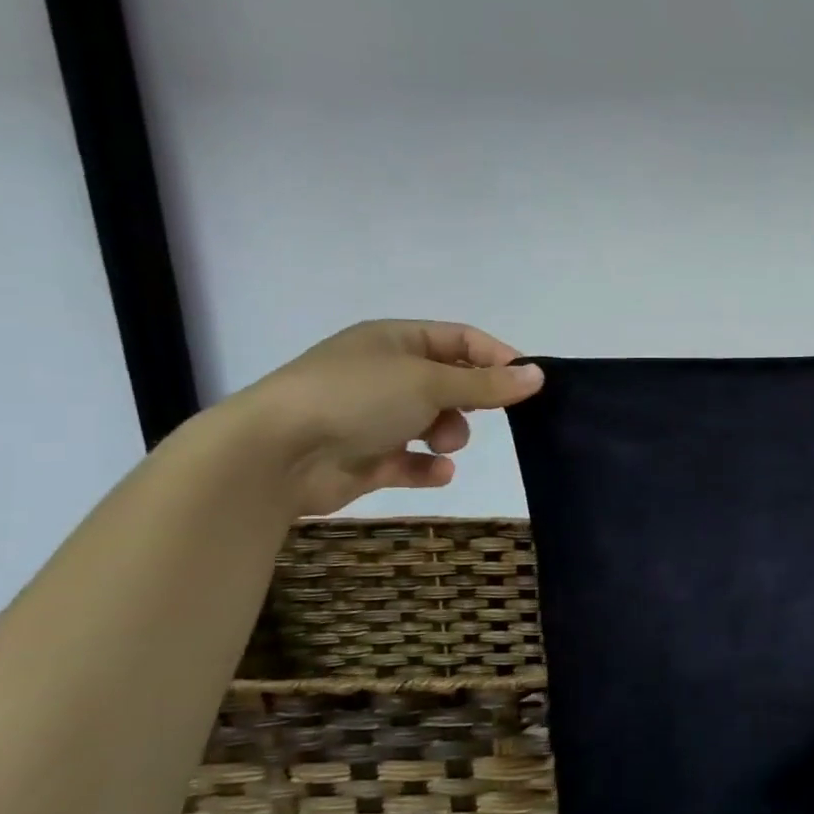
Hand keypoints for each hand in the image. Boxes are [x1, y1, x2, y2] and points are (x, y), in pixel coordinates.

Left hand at [223, 320, 543, 515]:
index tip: (528, 384)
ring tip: (442, 444)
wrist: (275, 454)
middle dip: (470, 401)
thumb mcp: (430, 382)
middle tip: (483, 415)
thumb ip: (487, 384)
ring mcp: (373, 416)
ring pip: (433, 422)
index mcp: (395, 341)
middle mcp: (384, 374)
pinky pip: (411, 460)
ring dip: (449, 434)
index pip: (461, 340)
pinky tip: (436, 472)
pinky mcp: (366, 457)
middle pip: (450, 382)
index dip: (497, 358)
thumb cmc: (356, 399)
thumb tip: (539, 375)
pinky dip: (427, 466)